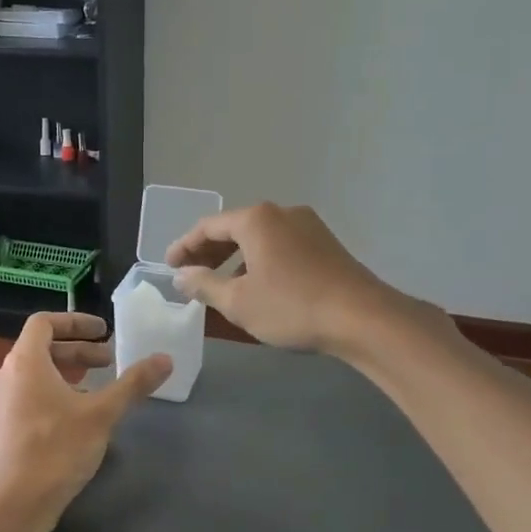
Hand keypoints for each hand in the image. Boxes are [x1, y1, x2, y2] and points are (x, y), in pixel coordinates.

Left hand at [0, 313, 170, 531]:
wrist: (11, 507)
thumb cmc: (55, 450)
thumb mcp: (101, 415)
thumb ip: (133, 384)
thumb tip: (165, 359)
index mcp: (23, 362)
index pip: (44, 323)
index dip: (75, 322)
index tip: (103, 331)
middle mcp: (2, 377)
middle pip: (40, 350)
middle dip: (77, 353)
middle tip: (108, 362)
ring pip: (32, 377)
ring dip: (65, 376)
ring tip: (95, 392)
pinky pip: (24, 399)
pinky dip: (49, 396)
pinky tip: (72, 422)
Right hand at [166, 202, 399, 353]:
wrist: (362, 318)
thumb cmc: (292, 306)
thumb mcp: (238, 301)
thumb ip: (204, 285)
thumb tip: (181, 276)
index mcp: (256, 219)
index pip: (208, 226)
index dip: (184, 246)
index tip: (168, 266)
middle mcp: (282, 213)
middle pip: (234, 229)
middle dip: (209, 253)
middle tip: (190, 276)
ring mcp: (308, 227)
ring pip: (259, 238)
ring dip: (235, 259)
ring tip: (222, 286)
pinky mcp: (326, 245)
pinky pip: (280, 247)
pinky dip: (260, 261)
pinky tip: (258, 286)